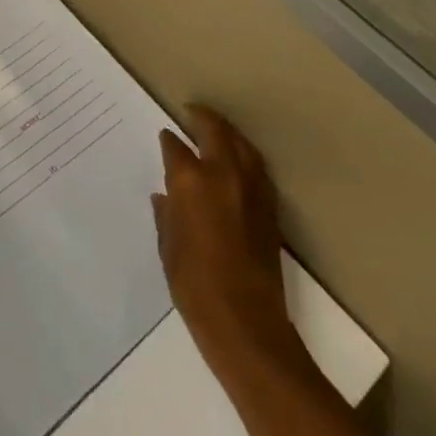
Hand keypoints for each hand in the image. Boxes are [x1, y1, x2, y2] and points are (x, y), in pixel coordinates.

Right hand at [152, 105, 305, 377]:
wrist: (246, 323)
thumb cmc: (194, 285)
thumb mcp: (168, 247)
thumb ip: (166, 215)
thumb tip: (165, 196)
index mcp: (191, 181)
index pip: (177, 147)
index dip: (169, 140)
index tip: (165, 136)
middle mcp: (224, 176)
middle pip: (215, 132)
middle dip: (202, 118)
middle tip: (191, 112)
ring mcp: (252, 190)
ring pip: (242, 145)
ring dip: (228, 132)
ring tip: (216, 129)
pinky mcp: (270, 209)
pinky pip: (257, 167)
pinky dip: (245, 155)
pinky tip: (238, 161)